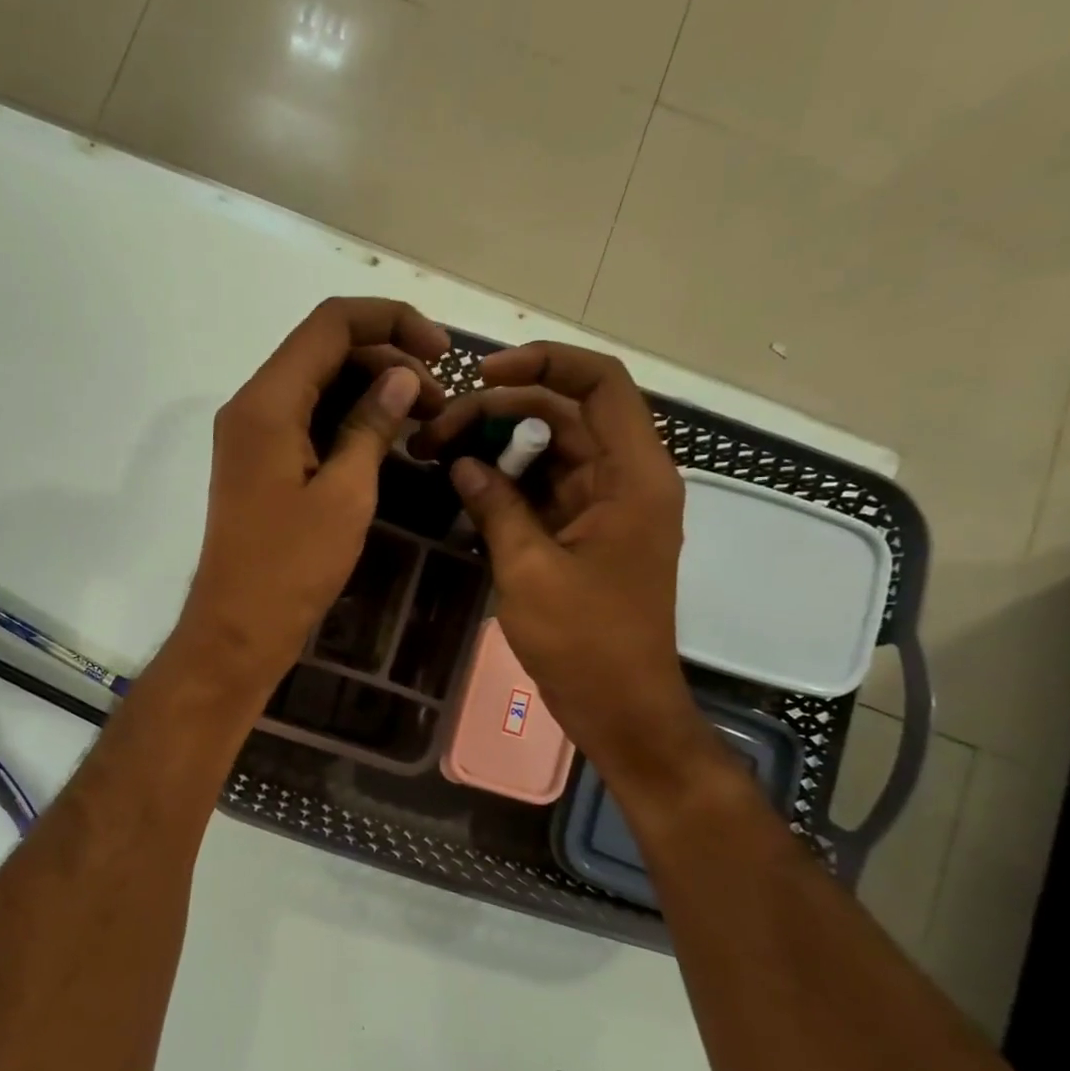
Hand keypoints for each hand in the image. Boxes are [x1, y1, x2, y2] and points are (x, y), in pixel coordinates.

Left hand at [175, 298, 448, 701]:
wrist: (239, 627)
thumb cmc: (292, 566)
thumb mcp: (346, 494)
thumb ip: (372, 426)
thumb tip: (401, 377)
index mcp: (268, 402)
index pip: (331, 323)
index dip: (392, 321)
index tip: (442, 353)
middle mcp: (253, 405)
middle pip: (325, 350)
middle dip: (388, 359)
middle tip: (440, 400)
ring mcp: (253, 434)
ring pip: (318, 384)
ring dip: (371, 390)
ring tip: (425, 418)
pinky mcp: (260, 461)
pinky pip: (308, 418)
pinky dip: (348, 418)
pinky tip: (389, 439)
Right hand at [411, 343, 716, 792]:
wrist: (620, 708)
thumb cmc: (585, 642)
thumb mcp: (529, 569)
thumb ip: (496, 506)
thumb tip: (462, 464)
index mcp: (632, 476)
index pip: (600, 383)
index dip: (544, 362)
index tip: (482, 375)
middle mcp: (625, 479)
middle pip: (564, 414)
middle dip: (499, 411)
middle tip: (437, 431)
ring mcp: (605, 507)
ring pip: (550, 450)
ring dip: (498, 446)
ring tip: (439, 453)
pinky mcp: (584, 533)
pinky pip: (544, 488)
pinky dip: (507, 483)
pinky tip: (463, 488)